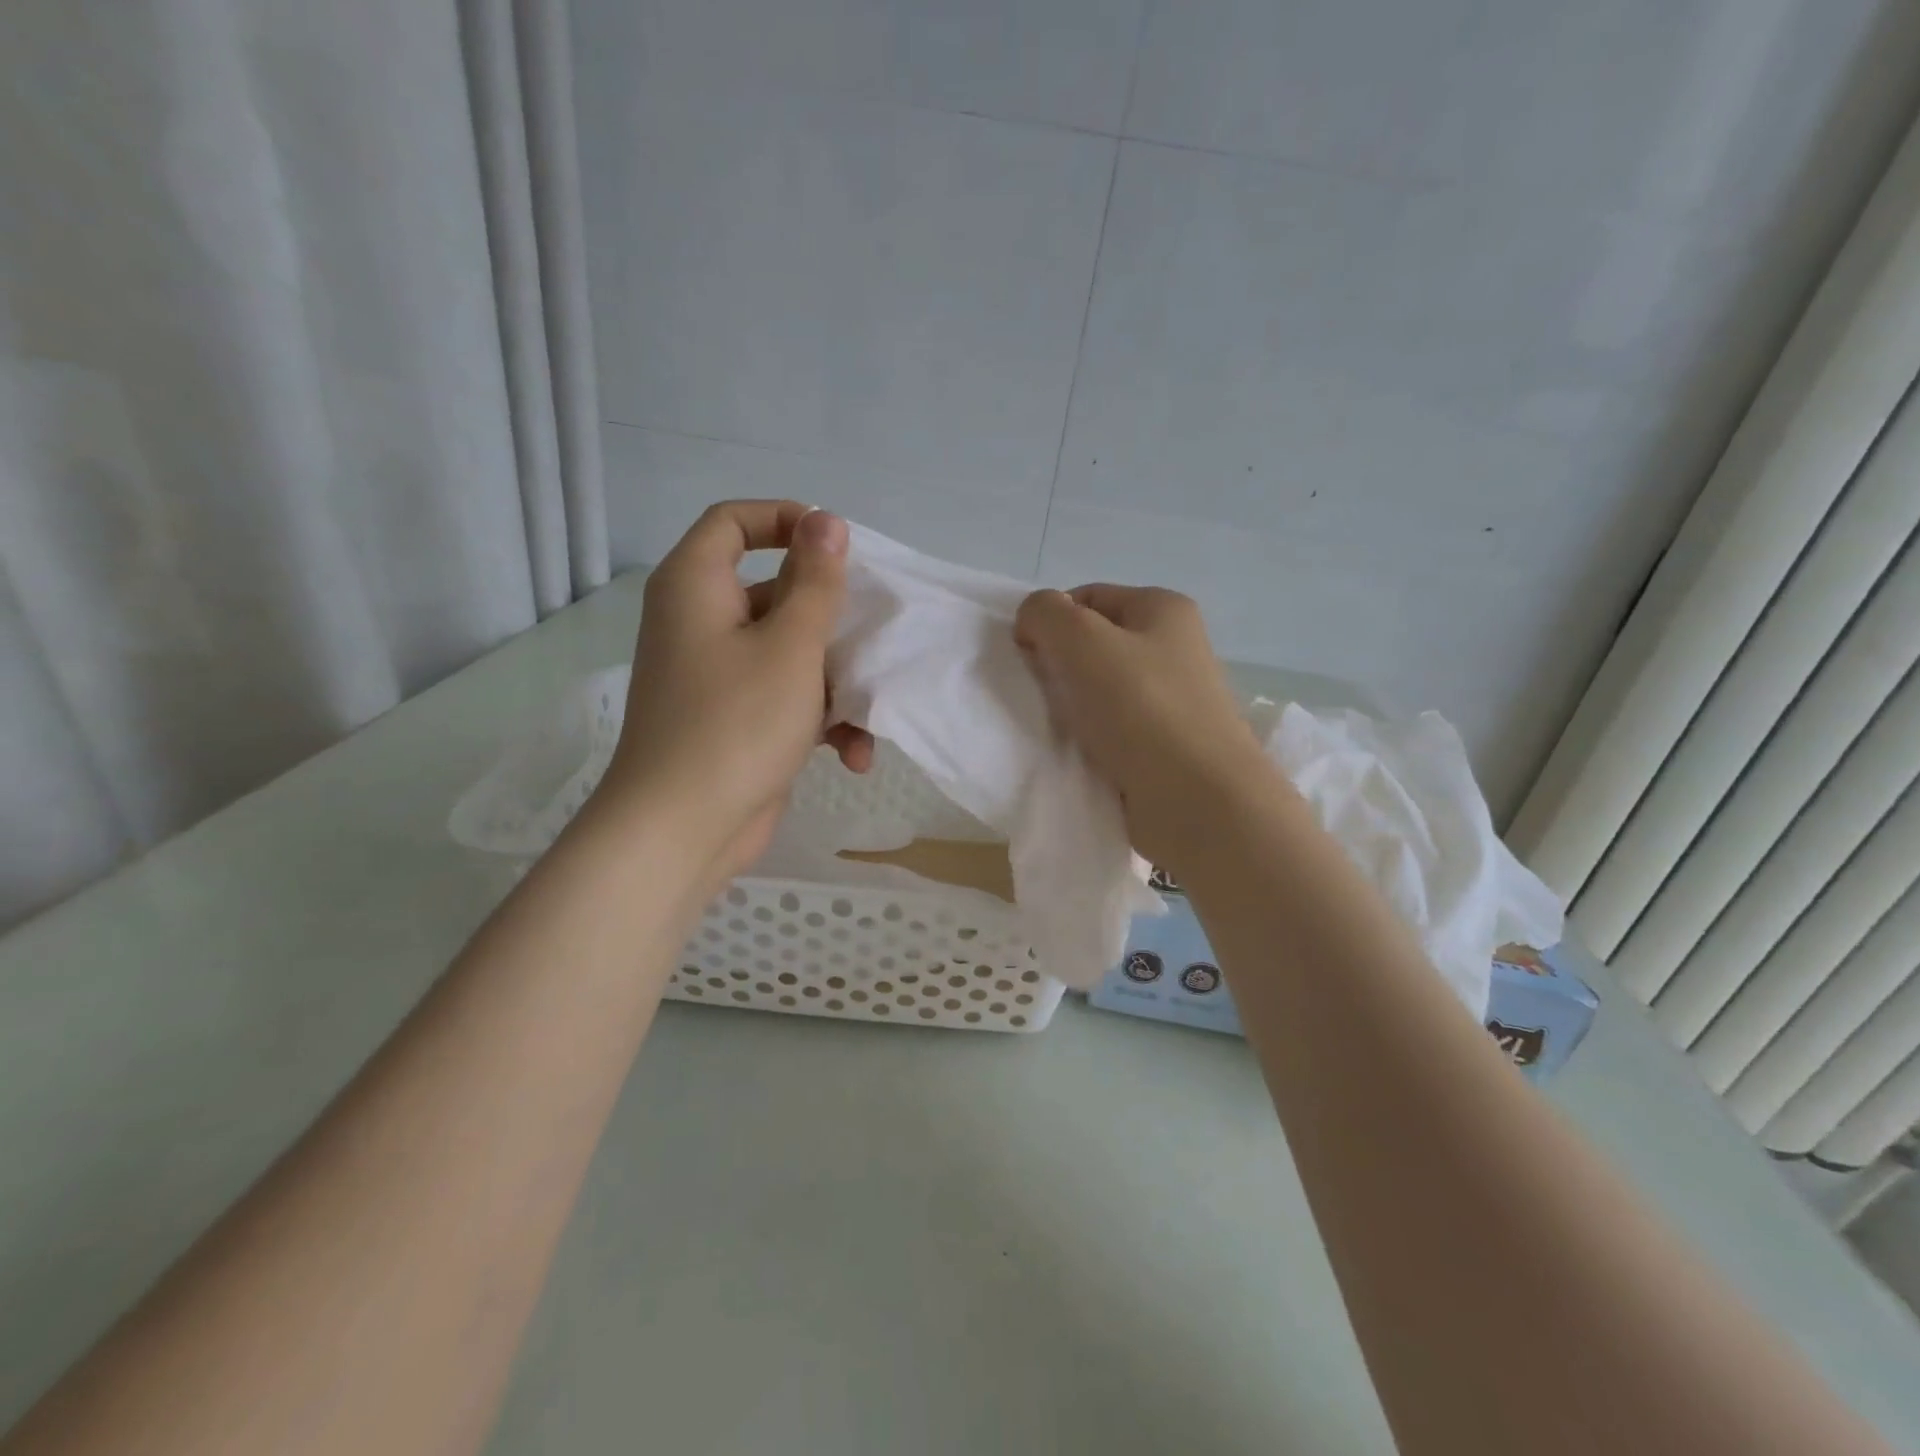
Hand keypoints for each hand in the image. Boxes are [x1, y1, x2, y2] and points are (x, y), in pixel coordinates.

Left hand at [597, 501, 872, 883]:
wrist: (682, 830)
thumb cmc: (737, 722)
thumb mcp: (791, 645)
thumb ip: (815, 582)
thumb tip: (825, 520)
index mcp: (696, 586)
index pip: (733, 521)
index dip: (784, 518)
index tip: (836, 544)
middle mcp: (700, 622)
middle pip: (773, 591)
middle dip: (829, 618)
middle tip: (871, 634)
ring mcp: (717, 675)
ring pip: (788, 651)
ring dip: (835, 681)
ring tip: (867, 713)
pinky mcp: (734, 719)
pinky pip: (783, 697)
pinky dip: (817, 719)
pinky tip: (852, 755)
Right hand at [1014, 584, 1271, 871]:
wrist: (1199, 802)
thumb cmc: (1142, 709)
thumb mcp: (1082, 642)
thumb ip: (1045, 614)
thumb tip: (1033, 622)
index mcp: (1162, 609)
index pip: (1087, 598)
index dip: (1050, 621)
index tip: (1028, 658)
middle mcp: (1174, 648)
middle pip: (1094, 645)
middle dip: (1060, 666)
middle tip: (1042, 696)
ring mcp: (1174, 700)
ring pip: (1101, 691)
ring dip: (1073, 708)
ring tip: (1060, 730)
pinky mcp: (1167, 745)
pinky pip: (1114, 730)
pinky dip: (1092, 739)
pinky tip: (1080, 755)